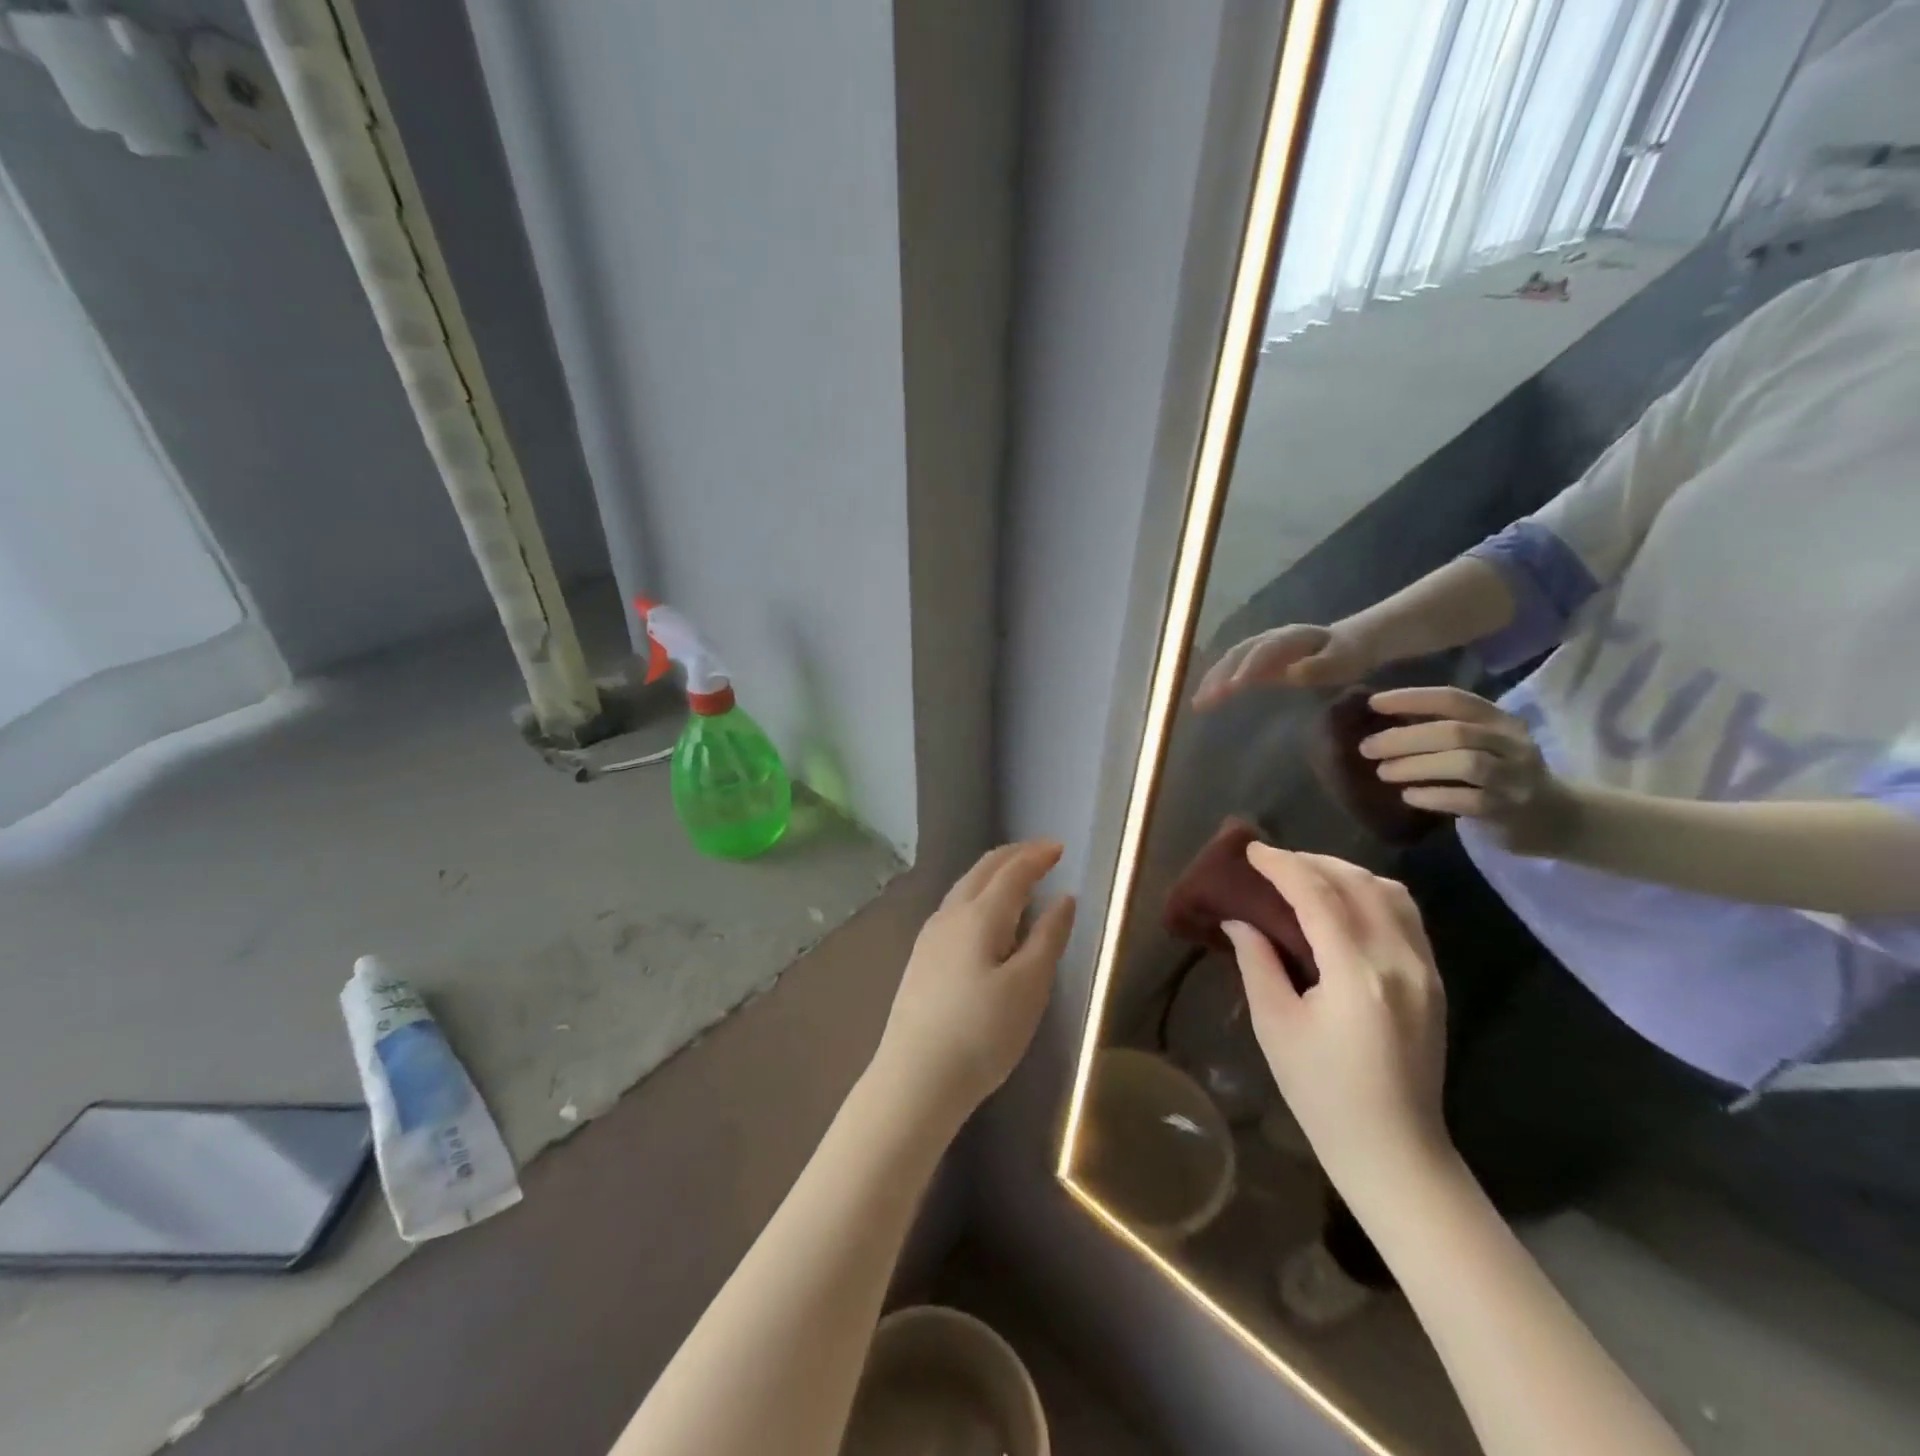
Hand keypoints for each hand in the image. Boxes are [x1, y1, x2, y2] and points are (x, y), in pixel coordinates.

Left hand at [874, 842, 1077, 1123]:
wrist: (915, 1078)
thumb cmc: (982, 1033)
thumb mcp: (1029, 987)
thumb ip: (1048, 937)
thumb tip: (1064, 898)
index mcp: (979, 916)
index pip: (1012, 872)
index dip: (1037, 856)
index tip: (1059, 847)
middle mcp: (950, 915)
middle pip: (983, 870)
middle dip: (1013, 856)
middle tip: (1040, 852)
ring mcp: (930, 936)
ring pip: (965, 887)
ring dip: (993, 874)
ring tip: (1016, 878)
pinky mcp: (921, 958)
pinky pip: (955, 907)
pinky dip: (978, 895)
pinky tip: (984, 916)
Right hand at [1192, 623, 1371, 707]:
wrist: (1351, 642)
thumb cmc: (1348, 654)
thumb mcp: (1342, 660)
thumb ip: (1319, 666)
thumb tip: (1292, 673)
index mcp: (1289, 638)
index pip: (1263, 650)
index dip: (1248, 666)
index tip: (1235, 687)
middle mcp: (1268, 640)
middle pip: (1238, 654)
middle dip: (1220, 676)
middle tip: (1205, 700)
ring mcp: (1260, 650)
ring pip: (1230, 661)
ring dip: (1212, 681)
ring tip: (1198, 703)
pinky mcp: (1257, 662)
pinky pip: (1232, 669)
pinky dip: (1216, 683)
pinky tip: (1205, 700)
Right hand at [1220, 846, 1450, 1205]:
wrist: (1396, 1151)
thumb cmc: (1322, 1094)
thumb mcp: (1275, 1026)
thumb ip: (1257, 962)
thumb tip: (1239, 920)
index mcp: (1356, 973)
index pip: (1318, 895)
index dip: (1282, 865)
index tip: (1251, 850)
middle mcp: (1398, 959)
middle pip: (1356, 882)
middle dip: (1310, 861)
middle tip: (1271, 862)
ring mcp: (1424, 969)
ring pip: (1388, 892)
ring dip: (1344, 872)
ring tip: (1306, 875)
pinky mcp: (1433, 980)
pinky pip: (1405, 915)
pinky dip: (1370, 893)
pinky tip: (1343, 903)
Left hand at [1364, 687, 1576, 854]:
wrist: (1559, 819)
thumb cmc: (1502, 774)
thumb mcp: (1482, 743)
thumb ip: (1442, 729)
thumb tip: (1381, 718)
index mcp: (1500, 721)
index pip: (1454, 699)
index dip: (1412, 698)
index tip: (1373, 703)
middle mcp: (1512, 744)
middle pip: (1455, 732)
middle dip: (1404, 738)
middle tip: (1367, 748)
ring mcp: (1515, 778)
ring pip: (1465, 764)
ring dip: (1416, 766)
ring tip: (1384, 772)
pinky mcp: (1510, 811)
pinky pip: (1468, 801)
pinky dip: (1433, 796)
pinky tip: (1409, 796)